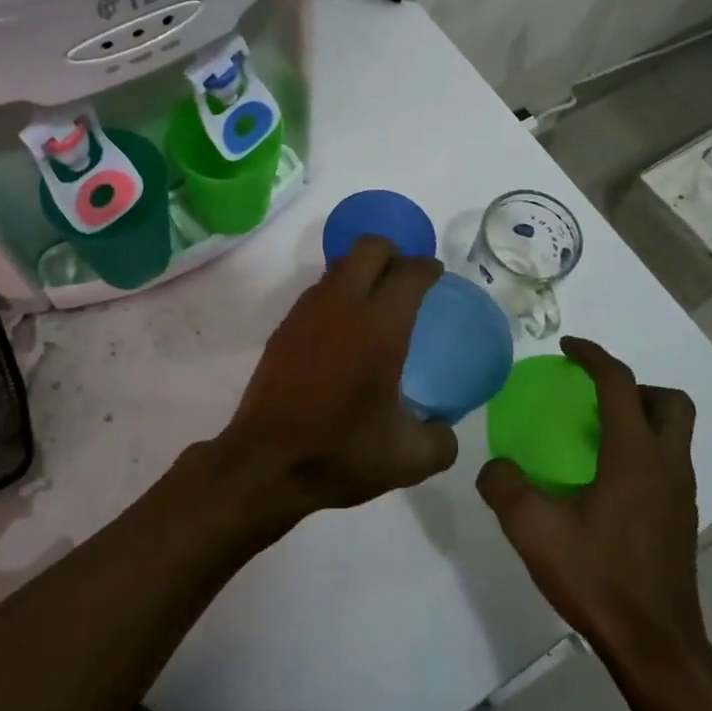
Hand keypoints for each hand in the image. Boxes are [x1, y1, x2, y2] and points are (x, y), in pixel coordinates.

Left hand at [216, 236, 458, 518]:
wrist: (266, 463)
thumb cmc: (340, 453)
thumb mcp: (407, 459)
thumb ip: (440, 440)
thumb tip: (445, 429)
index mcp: (380, 326)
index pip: (409, 273)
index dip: (427, 268)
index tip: (436, 275)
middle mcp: (343, 304)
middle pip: (370, 247)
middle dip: (393, 253)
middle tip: (406, 280)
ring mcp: (308, 311)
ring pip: (340, 264)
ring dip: (362, 270)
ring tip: (376, 303)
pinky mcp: (285, 326)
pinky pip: (319, 289)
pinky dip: (338, 293)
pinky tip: (344, 329)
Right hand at [477, 337, 711, 686]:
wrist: (657, 649)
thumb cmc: (599, 580)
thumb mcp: (534, 531)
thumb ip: (505, 487)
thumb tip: (494, 467)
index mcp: (635, 456)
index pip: (619, 383)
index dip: (593, 356)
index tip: (567, 347)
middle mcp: (666, 465)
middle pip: (670, 402)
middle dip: (634, 386)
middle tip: (594, 397)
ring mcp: (680, 495)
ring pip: (674, 433)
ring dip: (640, 418)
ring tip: (595, 435)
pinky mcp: (681, 520)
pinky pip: (667, 463)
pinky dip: (641, 451)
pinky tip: (605, 481)